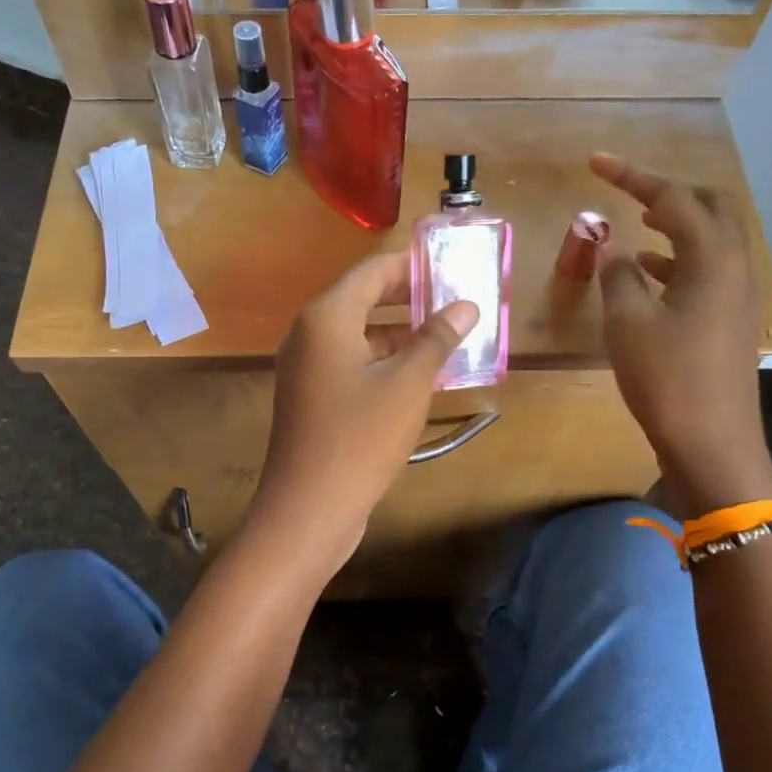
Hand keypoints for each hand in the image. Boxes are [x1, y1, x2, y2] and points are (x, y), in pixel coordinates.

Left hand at [249, 254, 476, 576]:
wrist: (308, 507)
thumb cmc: (360, 437)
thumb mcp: (409, 384)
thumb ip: (437, 339)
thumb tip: (465, 305)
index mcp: (327, 317)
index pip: (374, 271)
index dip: (413, 265)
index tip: (452, 264)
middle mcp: (309, 334)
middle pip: (364, 299)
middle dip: (410, 298)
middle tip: (457, 298)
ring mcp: (306, 368)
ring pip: (359, 335)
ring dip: (400, 333)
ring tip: (448, 335)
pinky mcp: (310, 397)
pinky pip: (351, 363)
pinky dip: (383, 361)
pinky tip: (419, 375)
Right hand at [591, 153, 771, 513]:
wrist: (711, 442)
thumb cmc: (666, 378)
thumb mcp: (628, 322)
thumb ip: (616, 273)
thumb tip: (610, 243)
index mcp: (712, 258)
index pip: (673, 197)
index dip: (632, 175)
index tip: (595, 163)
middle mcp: (734, 266)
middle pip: (708, 207)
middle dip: (667, 191)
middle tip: (628, 190)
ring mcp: (737, 294)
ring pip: (710, 239)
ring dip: (674, 224)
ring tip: (636, 221)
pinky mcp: (729, 319)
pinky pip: (706, 270)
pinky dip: (676, 259)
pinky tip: (647, 273)